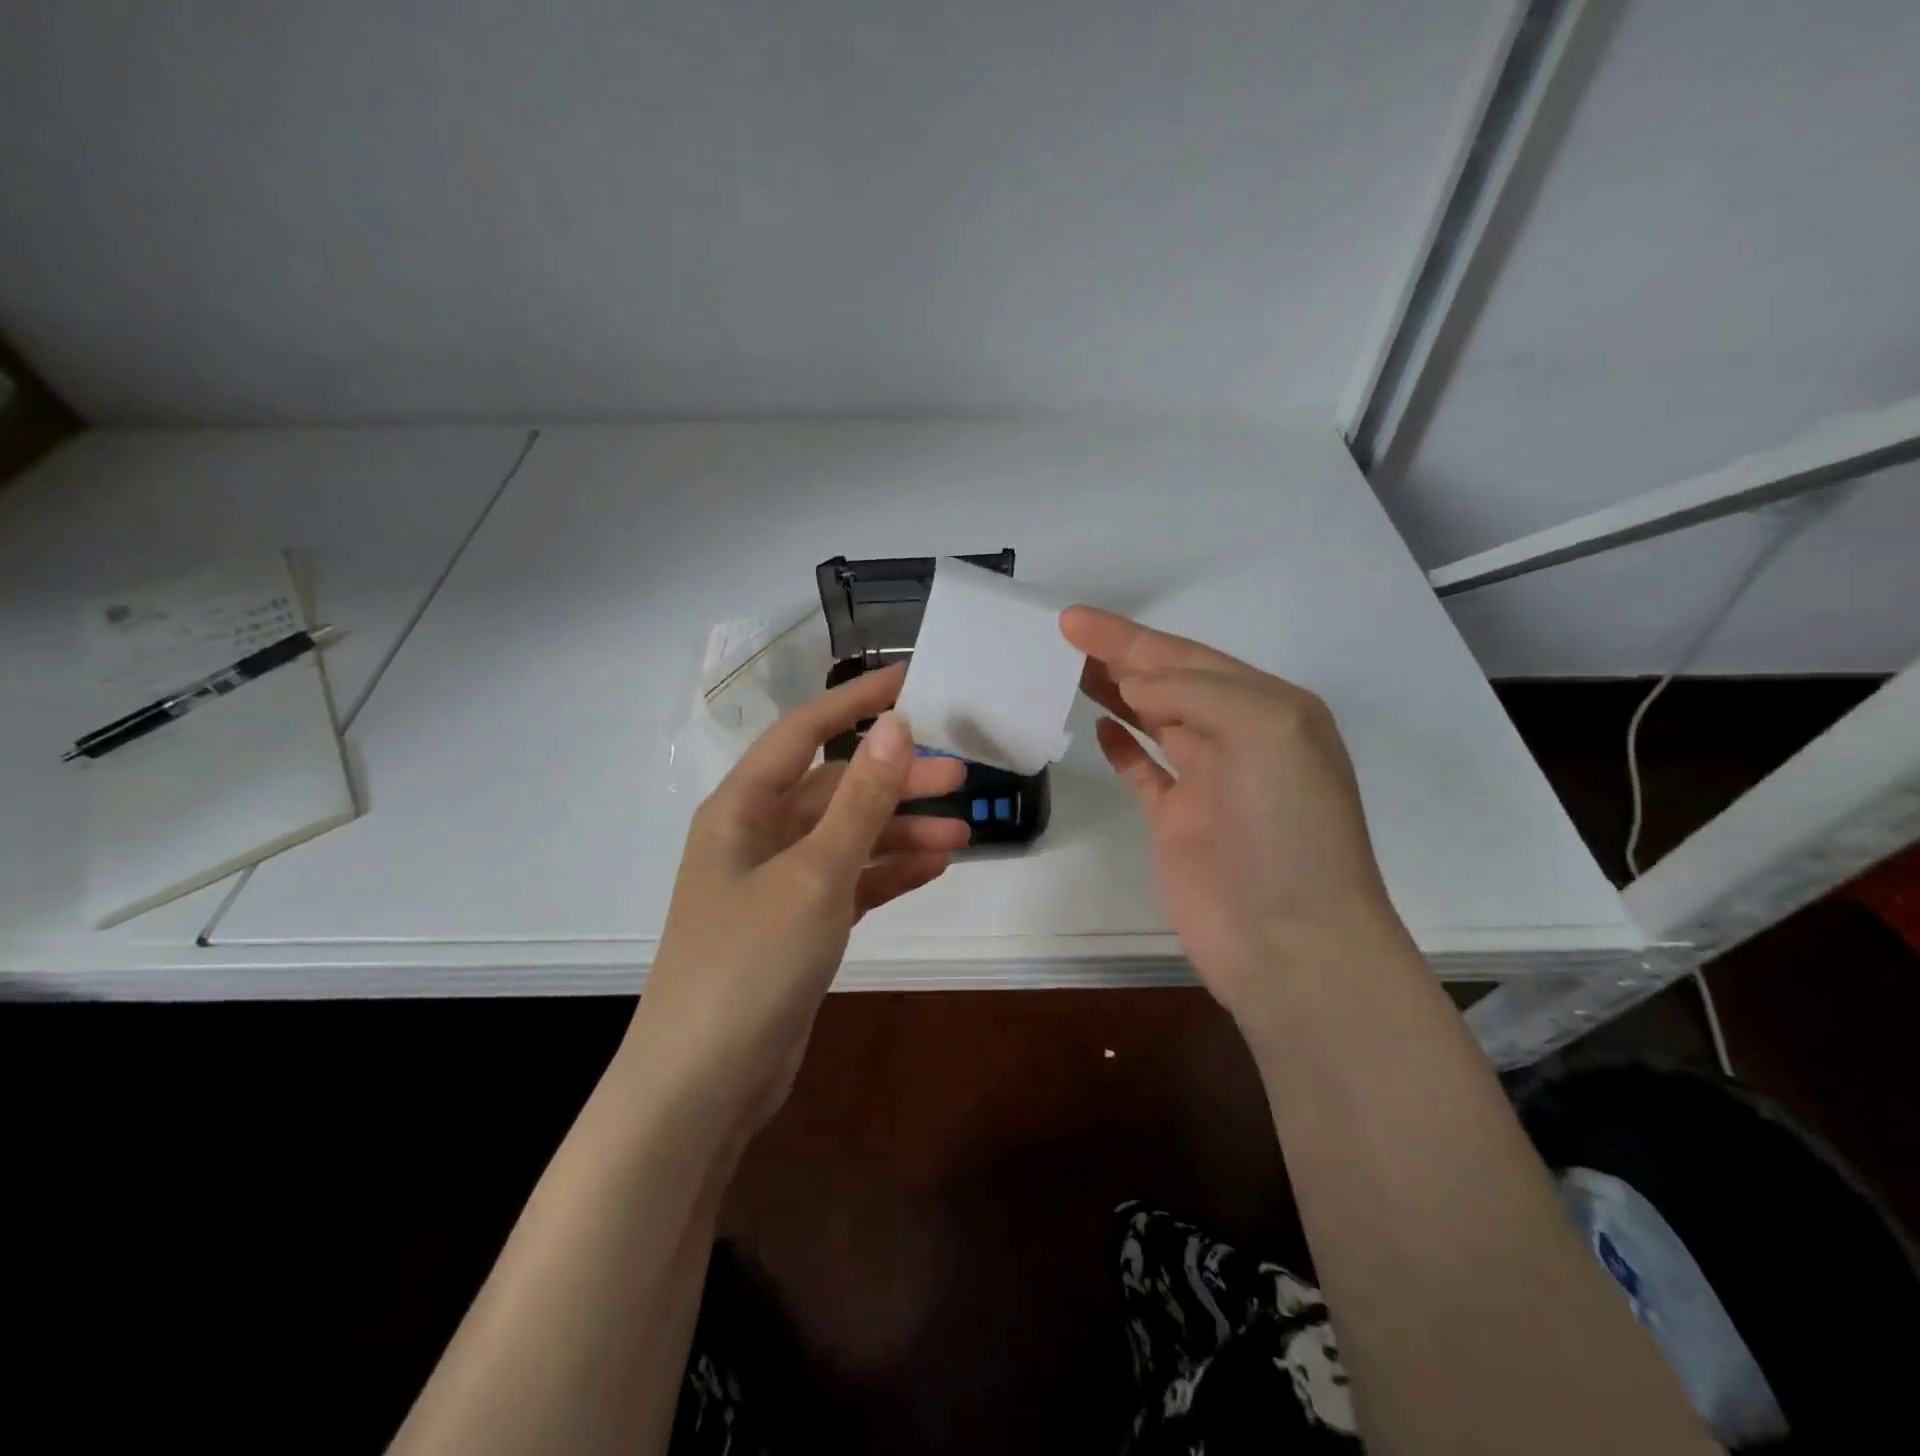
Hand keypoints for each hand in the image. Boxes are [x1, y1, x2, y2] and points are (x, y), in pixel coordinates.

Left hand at [625, 663, 968, 1132]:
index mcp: (742, 808)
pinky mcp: (799, 927)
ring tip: (962, 833)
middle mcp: (758, 837)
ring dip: (901, 832)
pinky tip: (934, 868)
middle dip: (896, 780)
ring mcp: (779, 885)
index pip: (805, 731)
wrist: (703, 1086)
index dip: (857, 701)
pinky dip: (889, 874)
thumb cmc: (749, 963)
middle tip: (962, 774)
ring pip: (849, 838)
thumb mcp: (814, 874)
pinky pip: (852, 883)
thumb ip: (860, 800)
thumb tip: (898, 726)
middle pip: (836, 788)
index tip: (914, 680)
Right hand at [1061, 606, 1399, 1023]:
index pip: (1188, 658)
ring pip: (1153, 719)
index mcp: (1268, 709)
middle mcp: (1239, 738)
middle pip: (1168, 682)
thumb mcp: (1266, 733)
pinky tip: (1099, 727)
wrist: (1291, 943)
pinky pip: (1146, 771)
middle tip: (1065, 633)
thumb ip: (1199, 693)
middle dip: (1119, 655)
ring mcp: (1207, 782)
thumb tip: (1136, 684)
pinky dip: (1123, 747)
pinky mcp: (1178, 822)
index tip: (1073, 620)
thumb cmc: (1286, 832)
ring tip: (1071, 668)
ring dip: (1116, 691)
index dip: (1129, 637)